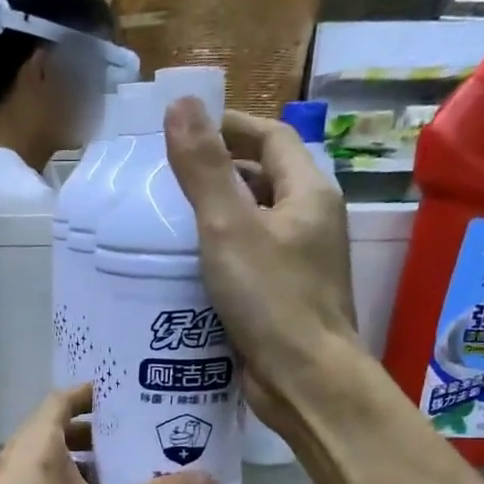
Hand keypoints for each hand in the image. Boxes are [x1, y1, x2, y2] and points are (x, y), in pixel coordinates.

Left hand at [0, 385, 216, 483]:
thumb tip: (209, 483)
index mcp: (35, 441)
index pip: (65, 397)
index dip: (96, 394)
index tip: (131, 399)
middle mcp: (15, 456)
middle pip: (60, 431)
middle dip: (100, 436)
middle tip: (140, 442)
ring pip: (51, 465)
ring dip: (86, 468)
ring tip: (127, 479)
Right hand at [164, 99, 356, 429]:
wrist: (304, 379)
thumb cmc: (271, 299)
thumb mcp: (229, 227)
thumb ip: (204, 169)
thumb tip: (182, 103)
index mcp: (309, 195)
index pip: (273, 139)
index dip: (233, 127)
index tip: (189, 129)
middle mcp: (312, 224)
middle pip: (266, 182)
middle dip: (222, 174)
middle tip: (171, 180)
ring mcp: (301, 265)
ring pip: (257, 226)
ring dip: (219, 219)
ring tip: (171, 224)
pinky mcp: (285, 301)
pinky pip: (251, 264)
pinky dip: (222, 259)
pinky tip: (189, 272)